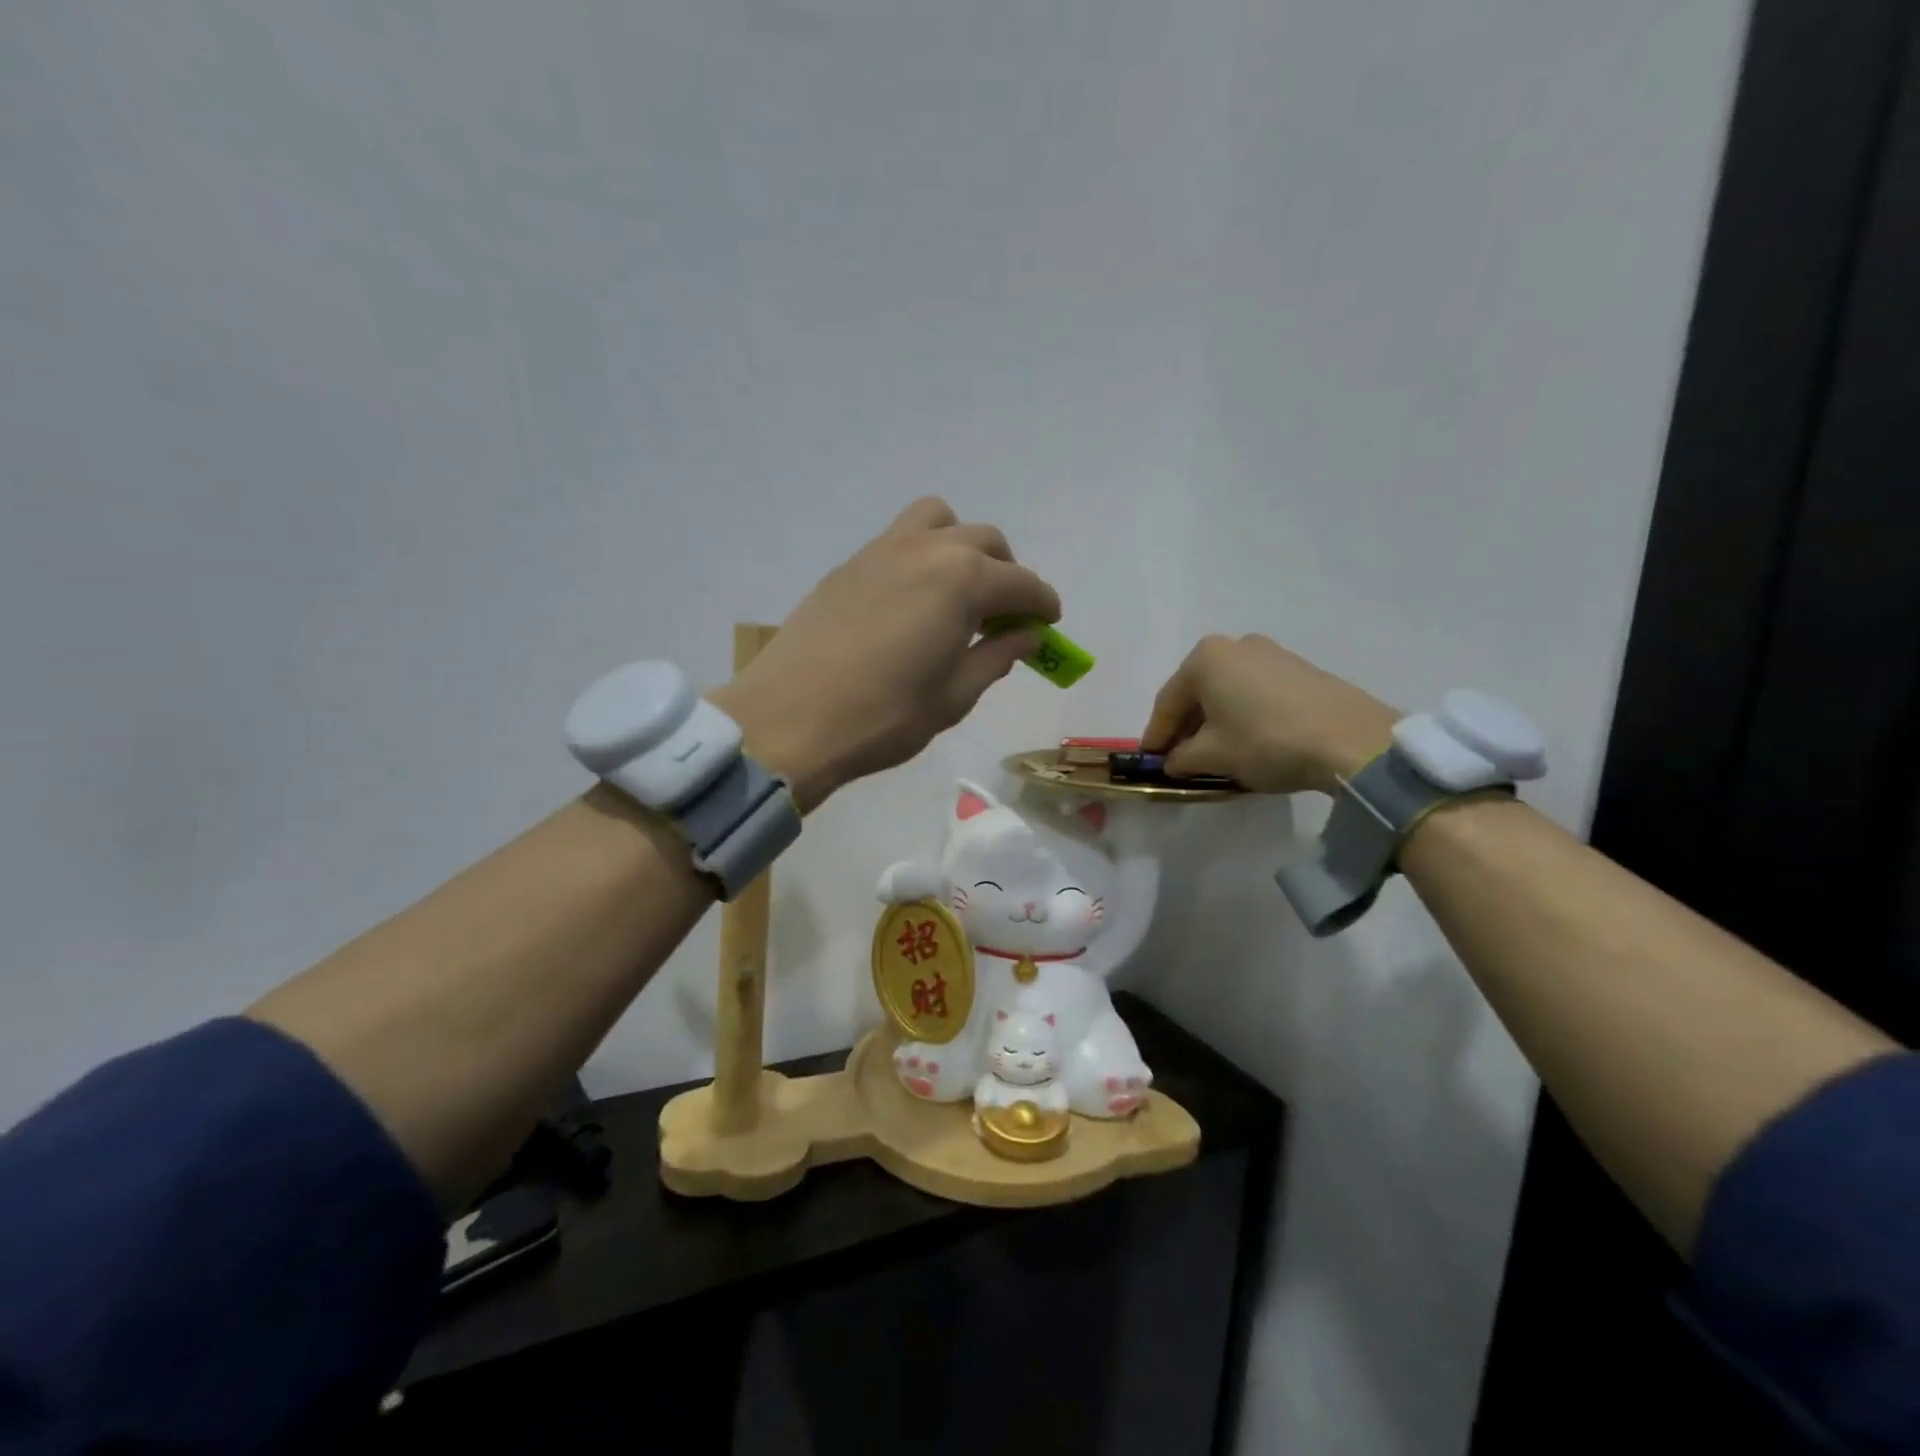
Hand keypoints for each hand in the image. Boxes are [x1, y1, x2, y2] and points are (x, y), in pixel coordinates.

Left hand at [710, 498, 1059, 809]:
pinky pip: (900, 541)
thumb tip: (1026, 635)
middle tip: (1005, 616)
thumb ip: (996, 656)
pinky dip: (923, 557)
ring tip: (959, 592)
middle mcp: (925, 549)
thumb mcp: (954, 696)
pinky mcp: (847, 566)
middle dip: (1006, 573)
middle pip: (984, 541)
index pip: (1020, 583)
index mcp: (962, 579)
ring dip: (961, 547)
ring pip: (938, 522)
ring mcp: (880, 551)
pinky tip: (914, 603)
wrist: (789, 719)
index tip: (1049, 624)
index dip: (1042, 603)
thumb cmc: (884, 717)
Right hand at [1140, 634, 1397, 794]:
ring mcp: (1271, 653)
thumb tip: (1173, 761)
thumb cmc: (1266, 741)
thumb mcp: (1214, 756)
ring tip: (1213, 752)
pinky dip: (1242, 714)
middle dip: (1185, 726)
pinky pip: (1255, 691)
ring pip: (1227, 691)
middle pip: (1197, 692)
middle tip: (1178, 757)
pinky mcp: (1300, 668)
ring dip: (1214, 720)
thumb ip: (1182, 758)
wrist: (1352, 740)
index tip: (1150, 759)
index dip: (1156, 734)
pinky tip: (1246, 739)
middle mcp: (1235, 645)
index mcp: (1205, 658)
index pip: (1167, 701)